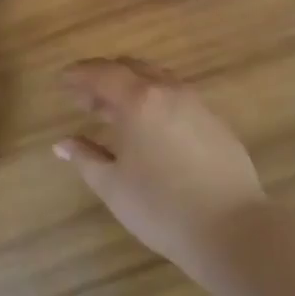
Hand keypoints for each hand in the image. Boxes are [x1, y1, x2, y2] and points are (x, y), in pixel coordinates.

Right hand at [54, 58, 265, 267]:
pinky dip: (155, 101)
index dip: (79, 74)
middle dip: (104, 77)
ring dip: (132, 86)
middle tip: (85, 98)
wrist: (231, 227)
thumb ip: (85, 157)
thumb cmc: (161, 207)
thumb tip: (63, 143)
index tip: (62, 81)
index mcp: (139, 99)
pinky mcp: (215, 121)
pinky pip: (177, 97)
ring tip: (115, 112)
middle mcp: (168, 90)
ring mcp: (196, 103)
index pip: (102, 73)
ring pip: (157, 79)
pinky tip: (150, 128)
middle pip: (131, 68)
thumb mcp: (113, 185)